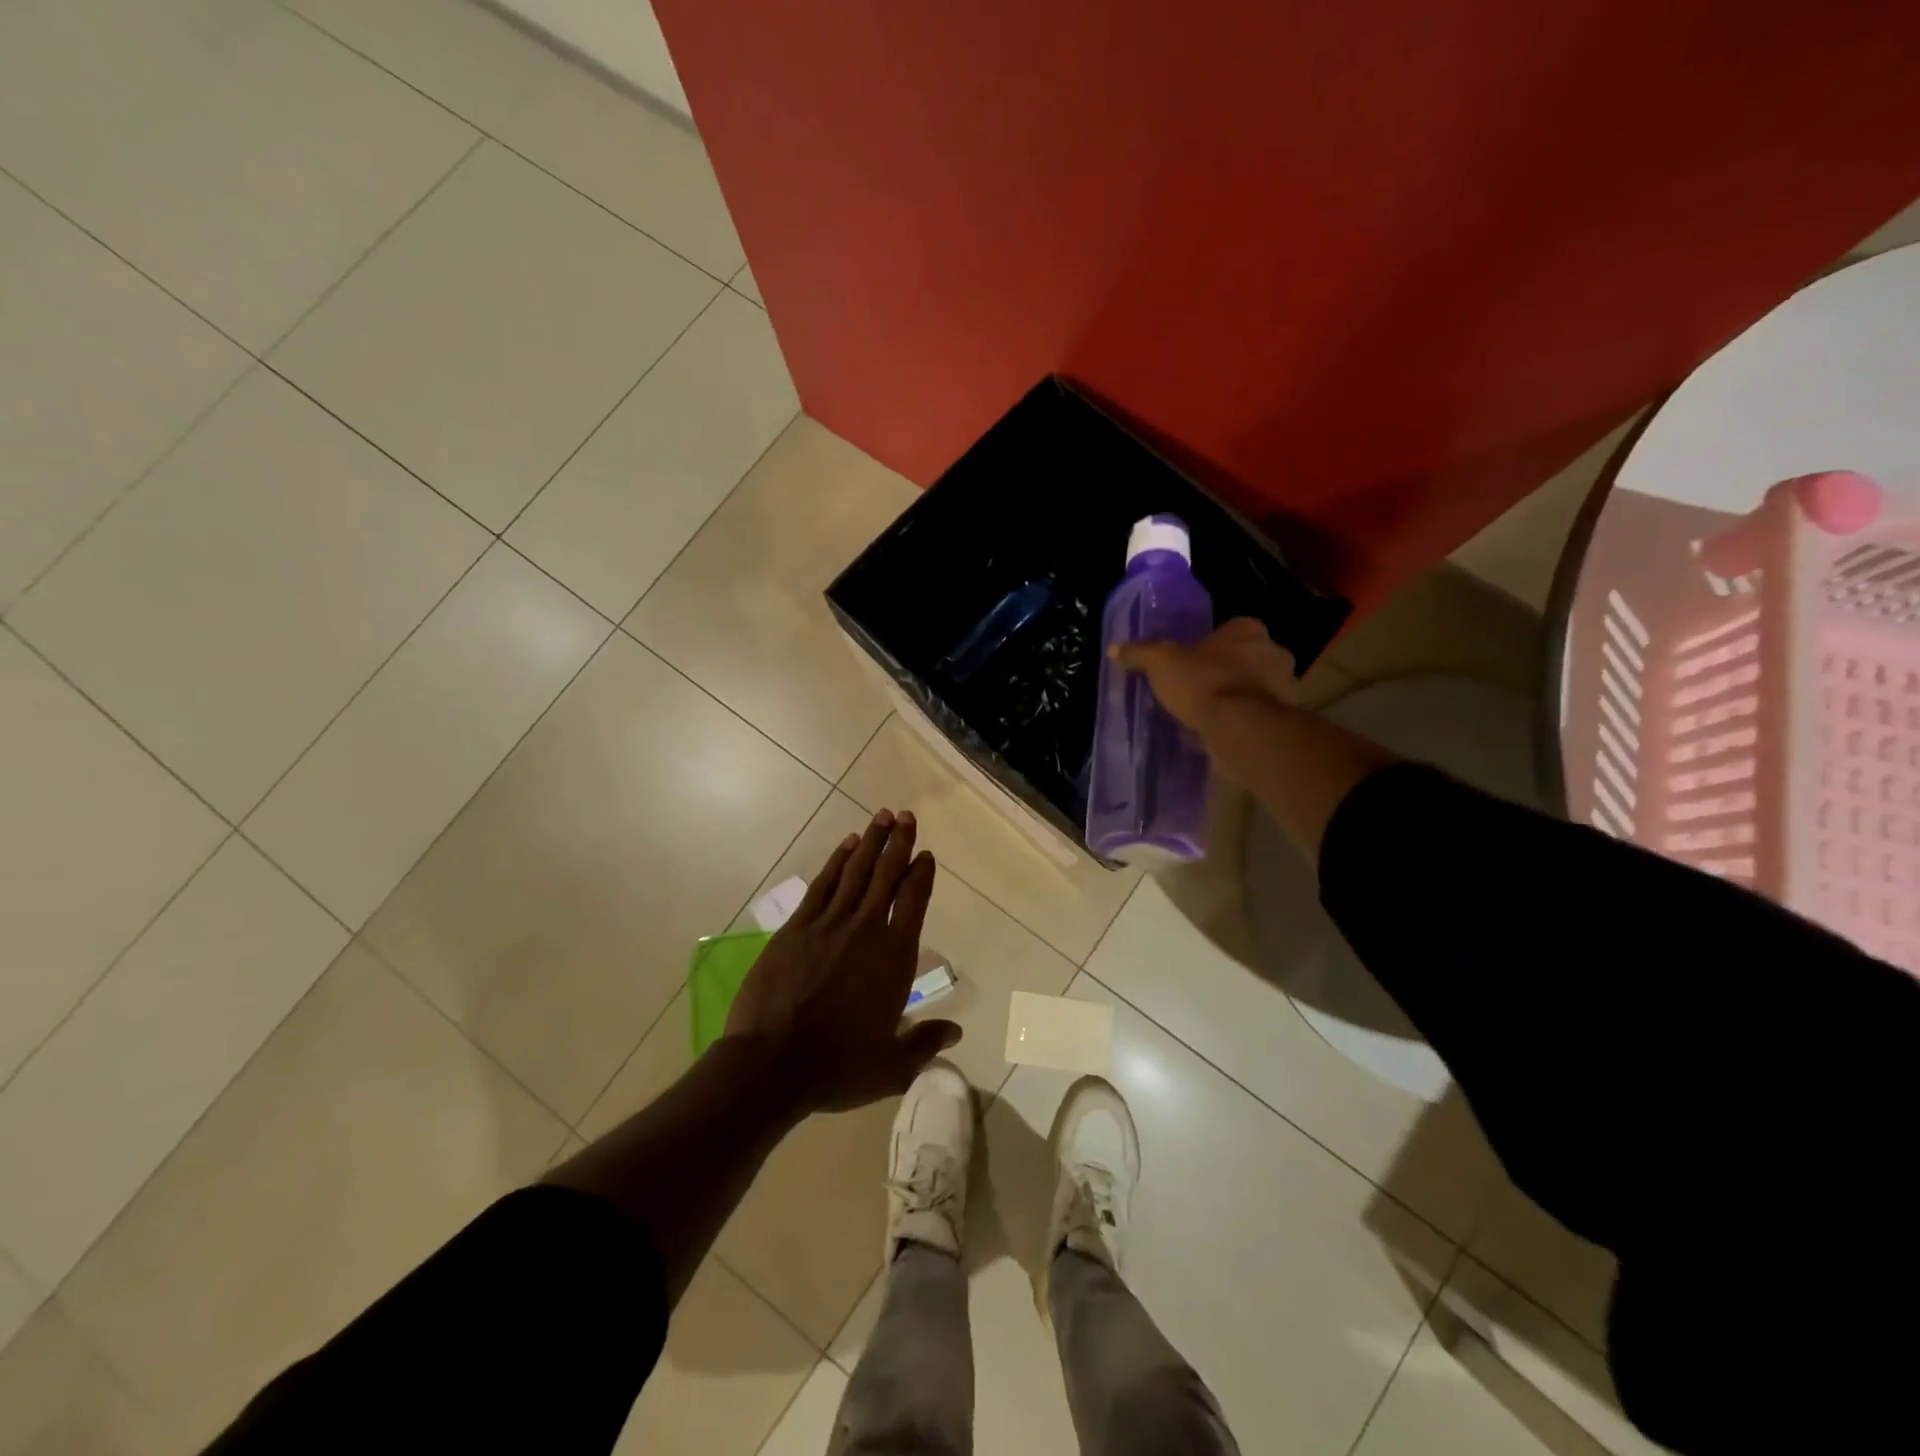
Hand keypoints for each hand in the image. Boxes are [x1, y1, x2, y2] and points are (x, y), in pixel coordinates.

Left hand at [724, 809, 960, 1113]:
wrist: (772, 1065)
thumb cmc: (838, 1067)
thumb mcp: (892, 1066)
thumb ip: (925, 1043)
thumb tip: (955, 1033)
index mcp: (894, 957)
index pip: (914, 902)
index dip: (922, 875)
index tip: (926, 856)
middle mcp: (866, 929)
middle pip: (886, 875)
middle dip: (899, 843)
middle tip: (907, 816)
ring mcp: (828, 925)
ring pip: (855, 872)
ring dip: (871, 842)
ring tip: (883, 817)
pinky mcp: (796, 928)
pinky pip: (822, 885)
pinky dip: (836, 862)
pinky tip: (846, 846)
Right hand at [1112, 617, 1298, 732]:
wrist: (1241, 728)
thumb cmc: (1203, 683)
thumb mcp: (1161, 663)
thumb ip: (1140, 653)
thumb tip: (1114, 648)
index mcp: (1248, 630)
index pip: (1229, 630)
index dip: (1208, 645)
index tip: (1190, 662)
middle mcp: (1273, 652)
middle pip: (1245, 658)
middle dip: (1225, 671)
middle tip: (1197, 688)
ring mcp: (1284, 686)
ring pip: (1254, 687)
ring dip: (1236, 698)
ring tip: (1206, 715)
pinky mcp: (1284, 718)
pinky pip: (1257, 715)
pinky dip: (1242, 721)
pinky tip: (1220, 732)